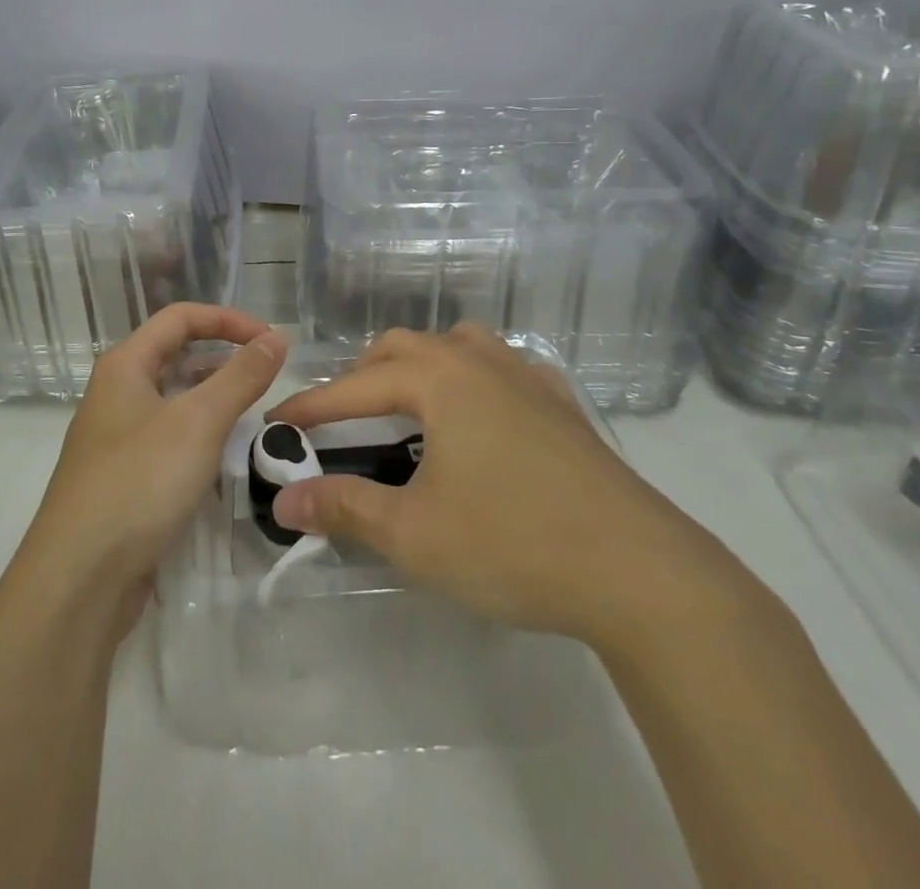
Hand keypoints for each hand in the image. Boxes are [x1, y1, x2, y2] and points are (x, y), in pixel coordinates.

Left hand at [11, 304, 285, 633]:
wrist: (78, 579)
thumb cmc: (139, 482)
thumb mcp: (199, 422)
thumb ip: (241, 377)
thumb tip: (276, 338)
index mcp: (124, 366)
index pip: (181, 318)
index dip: (228, 320)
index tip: (271, 340)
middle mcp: (116, 394)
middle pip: (176, 356)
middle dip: (223, 358)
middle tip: (268, 377)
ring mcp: (117, 438)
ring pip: (174, 401)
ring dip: (214, 400)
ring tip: (255, 415)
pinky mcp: (124, 478)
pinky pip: (169, 441)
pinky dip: (199, 439)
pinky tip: (226, 459)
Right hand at [266, 325, 760, 657]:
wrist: (641, 572)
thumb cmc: (514, 544)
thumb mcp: (415, 534)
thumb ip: (344, 509)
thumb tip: (283, 500)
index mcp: (440, 379)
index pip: (355, 386)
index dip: (311, 407)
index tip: (278, 424)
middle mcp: (480, 361)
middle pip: (404, 348)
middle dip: (363, 377)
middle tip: (341, 419)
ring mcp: (528, 378)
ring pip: (457, 346)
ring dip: (420, 368)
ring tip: (407, 409)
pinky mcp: (562, 405)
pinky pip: (502, 368)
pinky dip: (472, 379)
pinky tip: (480, 417)